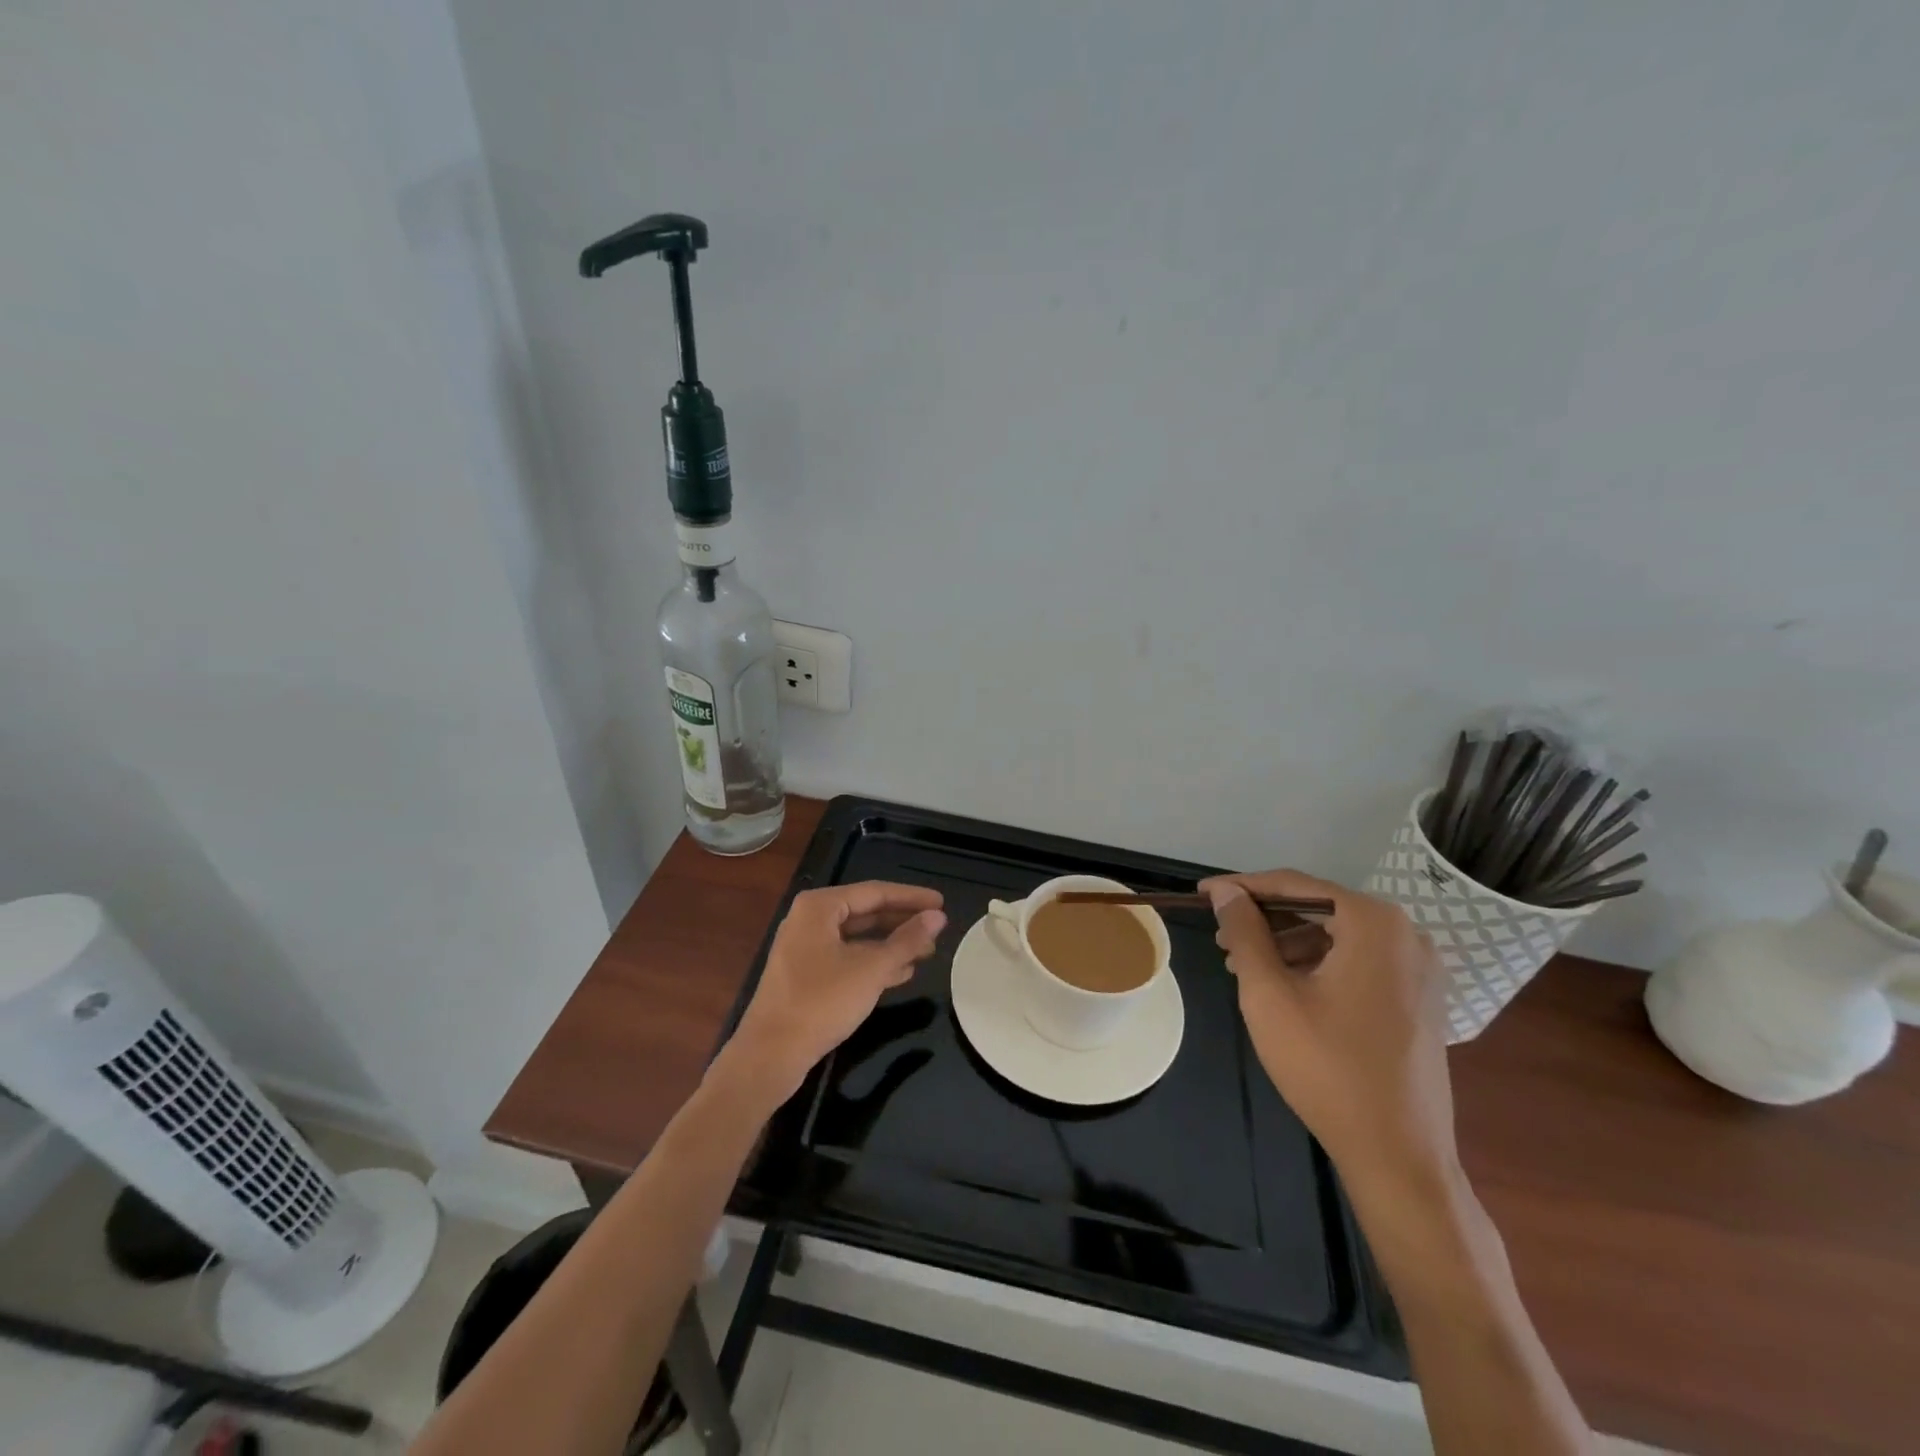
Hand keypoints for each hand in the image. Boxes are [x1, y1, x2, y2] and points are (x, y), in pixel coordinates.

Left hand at [717, 882, 945, 1111]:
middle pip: (866, 912)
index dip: (911, 897)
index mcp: (820, 907)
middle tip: (938, 928)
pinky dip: (874, 963)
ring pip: (858, 938)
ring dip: (892, 944)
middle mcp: (810, 920)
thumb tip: (938, 917)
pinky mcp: (807, 976)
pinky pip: (848, 958)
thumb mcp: (871, 969)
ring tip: (927, 951)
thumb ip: (907, 940)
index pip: (875, 892)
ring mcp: (806, 949)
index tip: (942, 902)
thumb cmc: (821, 1002)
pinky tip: (902, 973)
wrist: (770, 1055)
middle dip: (902, 922)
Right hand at [1201, 869, 1458, 1202]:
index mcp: (1374, 923)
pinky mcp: (1418, 997)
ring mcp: (1418, 968)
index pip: (1294, 886)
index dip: (1242, 887)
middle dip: (1263, 919)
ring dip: (1285, 942)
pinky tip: (1281, 985)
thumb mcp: (1269, 993)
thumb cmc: (1327, 1067)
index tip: (1201, 893)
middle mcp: (1405, 933)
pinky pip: (1357, 961)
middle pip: (1317, 908)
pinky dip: (1315, 963)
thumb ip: (1244, 931)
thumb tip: (1225, 892)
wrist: (1399, 1155)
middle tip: (1219, 935)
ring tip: (1241, 963)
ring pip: (1336, 935)